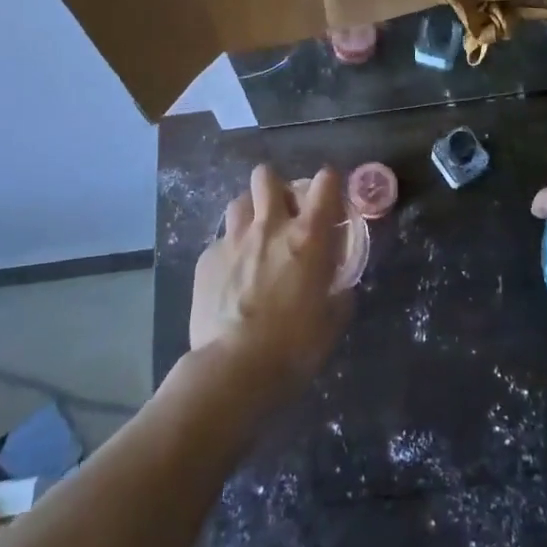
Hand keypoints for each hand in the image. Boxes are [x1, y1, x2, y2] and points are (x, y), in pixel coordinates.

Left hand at [190, 165, 353, 400]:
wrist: (233, 370)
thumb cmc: (293, 347)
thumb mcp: (332, 322)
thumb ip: (339, 294)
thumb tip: (340, 288)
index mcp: (308, 236)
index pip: (325, 182)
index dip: (329, 184)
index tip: (329, 199)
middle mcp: (270, 226)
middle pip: (267, 176)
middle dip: (275, 187)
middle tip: (283, 213)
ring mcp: (233, 239)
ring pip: (239, 201)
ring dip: (249, 213)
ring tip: (254, 237)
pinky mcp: (207, 259)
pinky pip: (220, 241)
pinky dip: (229, 251)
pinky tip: (231, 276)